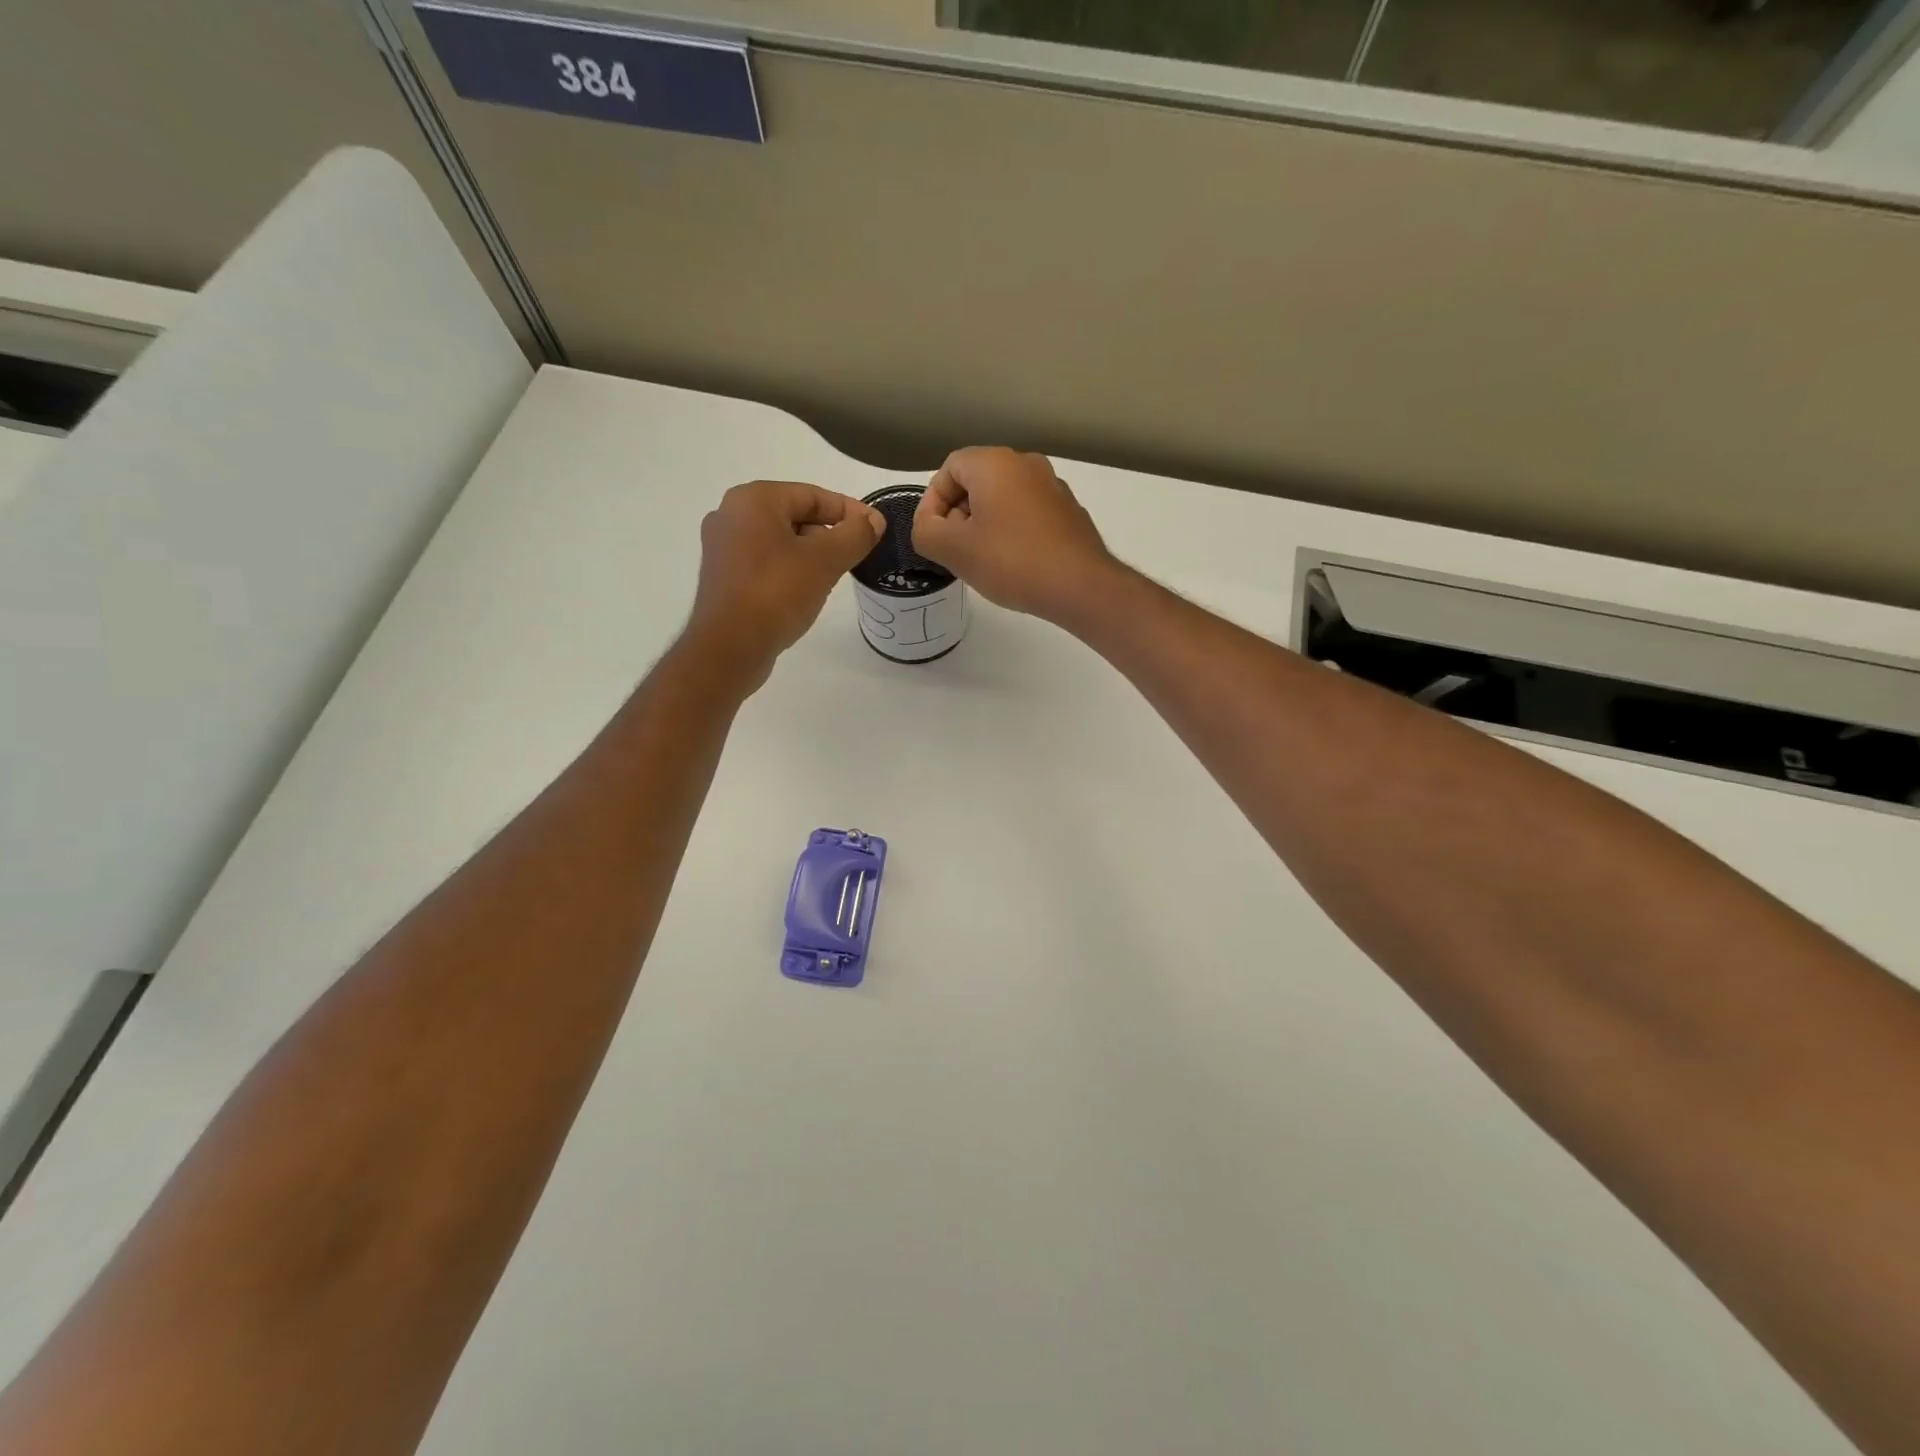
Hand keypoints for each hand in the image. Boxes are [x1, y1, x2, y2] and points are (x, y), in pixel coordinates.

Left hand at [688, 480, 884, 684]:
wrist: (729, 647)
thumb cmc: (777, 593)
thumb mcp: (825, 560)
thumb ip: (855, 535)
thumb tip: (873, 521)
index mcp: (753, 500)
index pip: (813, 495)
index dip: (850, 511)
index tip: (876, 529)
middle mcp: (731, 515)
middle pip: (795, 516)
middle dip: (829, 534)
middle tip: (857, 555)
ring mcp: (723, 548)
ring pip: (781, 541)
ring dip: (811, 554)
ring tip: (835, 576)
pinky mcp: (723, 577)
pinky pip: (766, 563)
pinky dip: (790, 570)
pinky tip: (807, 592)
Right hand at [911, 448, 1116, 622]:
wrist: (1080, 586)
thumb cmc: (1011, 562)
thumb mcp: (953, 550)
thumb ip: (925, 532)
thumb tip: (929, 526)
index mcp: (995, 463)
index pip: (949, 468)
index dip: (933, 502)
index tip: (933, 536)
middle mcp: (1026, 463)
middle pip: (977, 481)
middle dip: (958, 514)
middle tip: (955, 550)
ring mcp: (1053, 486)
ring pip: (1004, 498)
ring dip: (985, 524)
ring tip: (983, 560)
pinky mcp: (1070, 511)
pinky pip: (1028, 513)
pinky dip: (1012, 531)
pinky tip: (1014, 563)